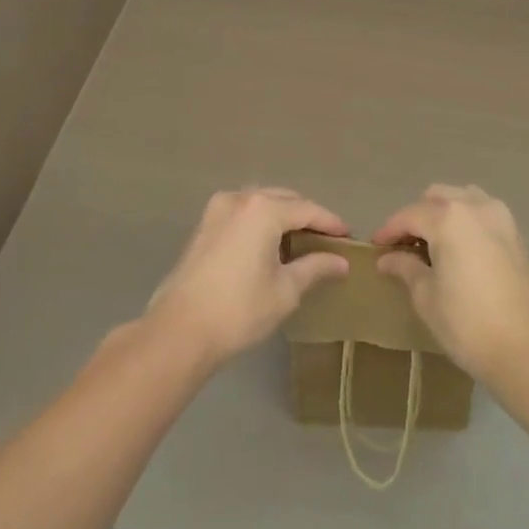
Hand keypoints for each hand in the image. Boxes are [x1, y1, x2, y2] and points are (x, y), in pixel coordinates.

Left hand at [146, 188, 350, 367]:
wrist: (179, 330)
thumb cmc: (239, 309)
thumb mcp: (285, 290)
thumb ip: (315, 268)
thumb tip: (341, 262)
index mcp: (263, 209)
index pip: (307, 209)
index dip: (330, 223)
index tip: (349, 237)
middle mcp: (240, 198)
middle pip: (283, 199)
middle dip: (306, 216)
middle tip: (327, 240)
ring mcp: (217, 210)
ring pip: (261, 203)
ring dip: (282, 217)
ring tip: (301, 243)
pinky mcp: (204, 226)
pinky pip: (242, 214)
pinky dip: (260, 223)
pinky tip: (269, 246)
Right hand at [373, 185, 528, 383]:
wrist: (528, 351)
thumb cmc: (468, 324)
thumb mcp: (427, 297)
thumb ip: (406, 268)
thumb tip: (388, 259)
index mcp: (449, 217)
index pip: (409, 215)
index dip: (389, 230)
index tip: (376, 246)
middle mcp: (475, 207)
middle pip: (437, 198)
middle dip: (417, 216)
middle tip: (404, 245)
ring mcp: (501, 218)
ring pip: (464, 199)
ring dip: (444, 212)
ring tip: (433, 243)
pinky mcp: (518, 236)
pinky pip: (484, 215)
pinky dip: (467, 222)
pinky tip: (460, 250)